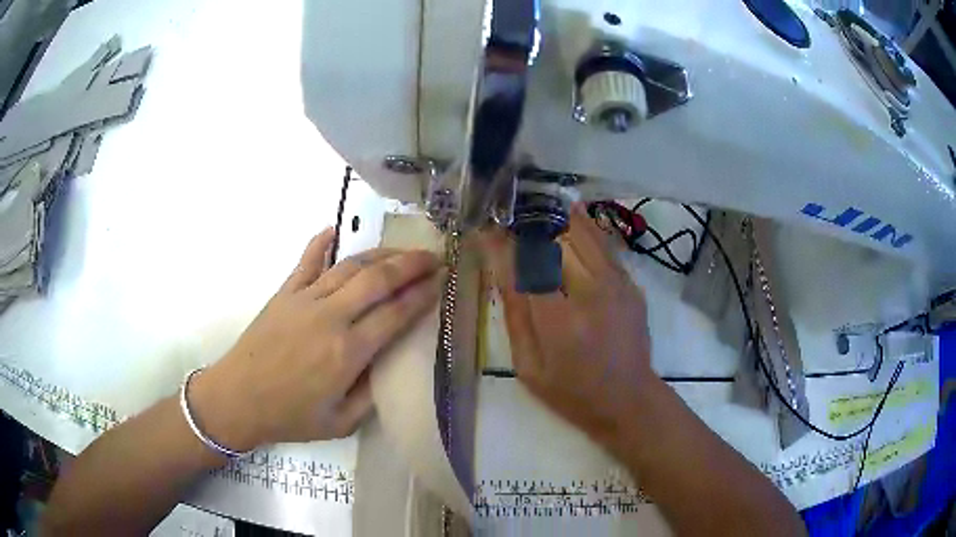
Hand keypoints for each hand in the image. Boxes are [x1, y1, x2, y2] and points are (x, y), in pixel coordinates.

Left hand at [191, 228, 443, 451]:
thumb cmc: (290, 416)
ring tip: (401, 251)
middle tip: (434, 255)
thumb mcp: (342, 423)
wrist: (238, 399)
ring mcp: (305, 300)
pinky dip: (321, 242)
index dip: (423, 295)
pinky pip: (306, 261)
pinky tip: (335, 230)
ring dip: (380, 255)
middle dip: (411, 264)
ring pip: (349, 266)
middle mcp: (331, 317)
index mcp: (348, 353)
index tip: (442, 281)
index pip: (396, 313)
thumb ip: (372, 395)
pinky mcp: (284, 293)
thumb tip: (392, 364)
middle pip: (378, 279)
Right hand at [484, 206, 657, 446]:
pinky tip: (570, 216)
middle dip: (528, 227)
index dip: (503, 244)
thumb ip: (515, 316)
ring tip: (537, 209)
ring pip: (584, 233)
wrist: (628, 400)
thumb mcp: (529, 367)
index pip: (525, 266)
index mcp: (560, 321)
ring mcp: (617, 285)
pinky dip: (585, 227)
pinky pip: (605, 244)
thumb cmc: (571, 392)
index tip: (486, 231)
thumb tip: (500, 269)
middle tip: (510, 220)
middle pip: (555, 241)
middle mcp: (592, 293)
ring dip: (557, 219)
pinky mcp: (631, 284)